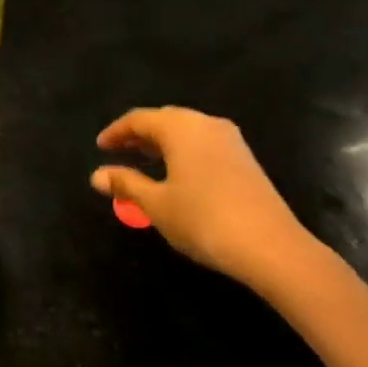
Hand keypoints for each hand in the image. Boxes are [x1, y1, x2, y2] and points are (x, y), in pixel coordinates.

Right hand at [91, 106, 334, 298]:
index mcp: (180, 127)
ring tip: (144, 162)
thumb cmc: (203, 219)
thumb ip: (125, 184)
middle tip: (119, 151)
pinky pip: (203, 143)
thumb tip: (96, 175)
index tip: (100, 147)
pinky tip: (177, 174)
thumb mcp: (156, 204)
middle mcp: (205, 123)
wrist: (271, 247)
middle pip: (165, 119)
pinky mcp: (245, 159)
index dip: (116, 132)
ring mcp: (230, 140)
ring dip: (162, 143)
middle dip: (139, 134)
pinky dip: (183, 151)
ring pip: (187, 131)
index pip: (139, 119)